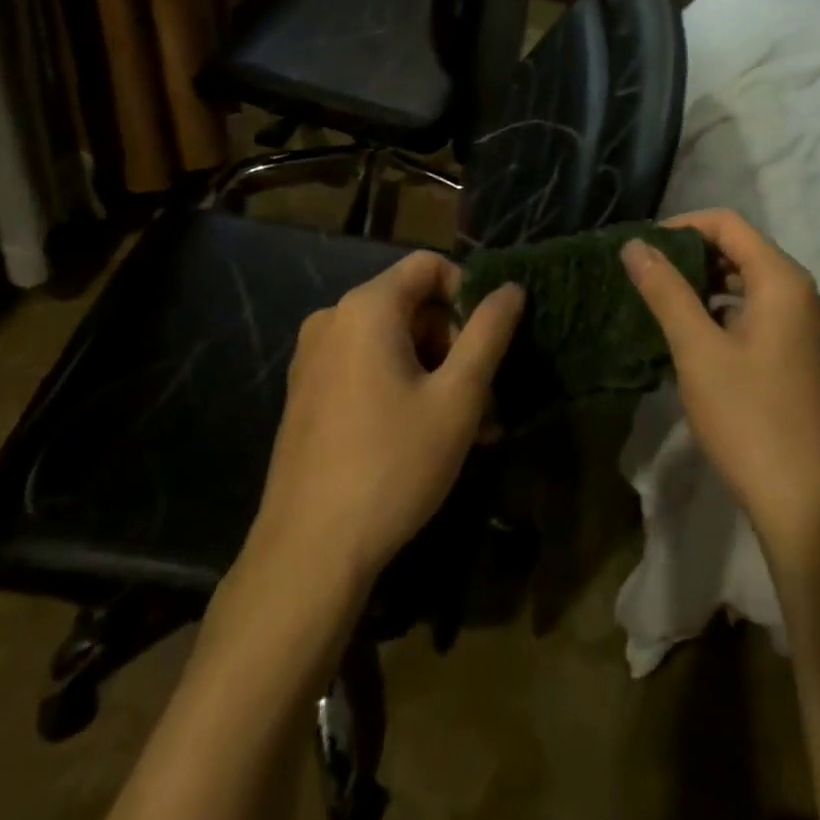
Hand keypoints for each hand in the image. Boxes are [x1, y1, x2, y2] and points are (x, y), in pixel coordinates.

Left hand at [250, 252, 524, 593]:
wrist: (308, 553)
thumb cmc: (393, 464)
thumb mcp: (457, 398)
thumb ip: (488, 333)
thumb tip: (511, 289)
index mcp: (366, 308)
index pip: (429, 266)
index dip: (468, 294)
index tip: (488, 344)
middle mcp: (332, 320)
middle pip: (411, 306)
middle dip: (454, 345)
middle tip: (486, 399)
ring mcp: (313, 359)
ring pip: (392, 343)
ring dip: (436, 374)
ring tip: (471, 429)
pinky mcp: (307, 394)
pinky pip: (366, 369)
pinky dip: (402, 388)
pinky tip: (429, 437)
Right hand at [621, 209, 819, 568]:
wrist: (808, 505)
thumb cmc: (750, 418)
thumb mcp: (697, 350)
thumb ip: (665, 291)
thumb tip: (634, 244)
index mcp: (783, 281)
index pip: (728, 224)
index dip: (681, 226)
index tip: (641, 248)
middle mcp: (802, 294)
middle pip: (741, 249)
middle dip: (691, 254)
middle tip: (645, 274)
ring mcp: (806, 327)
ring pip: (748, 283)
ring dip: (705, 284)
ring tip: (661, 302)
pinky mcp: (802, 355)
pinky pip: (758, 312)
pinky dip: (723, 311)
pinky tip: (693, 335)